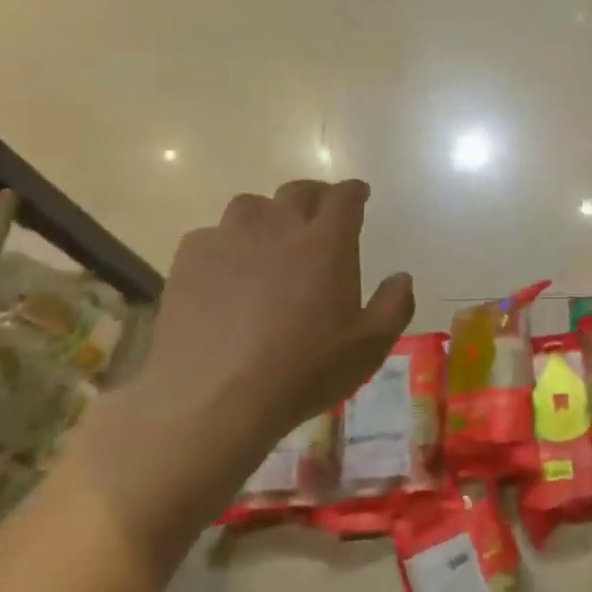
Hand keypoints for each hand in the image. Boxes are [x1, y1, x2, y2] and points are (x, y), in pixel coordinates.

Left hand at [75, 180, 413, 561]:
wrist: (213, 400)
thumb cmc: (302, 372)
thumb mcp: (369, 348)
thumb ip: (394, 306)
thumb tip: (402, 278)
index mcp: (326, 244)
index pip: (344, 197)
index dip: (354, 192)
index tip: (359, 196)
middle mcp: (278, 229)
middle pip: (298, 192)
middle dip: (315, 196)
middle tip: (320, 214)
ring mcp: (229, 240)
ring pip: (251, 206)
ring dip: (268, 215)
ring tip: (270, 239)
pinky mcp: (189, 261)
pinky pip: (212, 235)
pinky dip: (226, 244)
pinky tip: (227, 271)